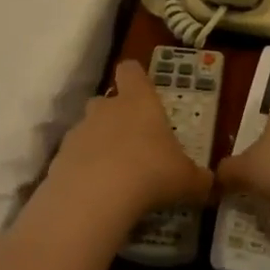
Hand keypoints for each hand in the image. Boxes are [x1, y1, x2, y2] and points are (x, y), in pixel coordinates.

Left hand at [45, 60, 211, 224]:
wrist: (94, 198)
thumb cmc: (151, 173)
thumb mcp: (187, 180)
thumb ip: (199, 179)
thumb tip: (211, 184)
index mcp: (139, 101)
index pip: (132, 71)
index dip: (136, 77)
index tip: (143, 90)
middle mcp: (105, 108)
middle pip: (106, 100)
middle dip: (116, 116)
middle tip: (134, 142)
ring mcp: (78, 132)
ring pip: (87, 129)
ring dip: (98, 145)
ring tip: (115, 174)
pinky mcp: (58, 159)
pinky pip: (73, 158)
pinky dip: (83, 171)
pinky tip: (96, 193)